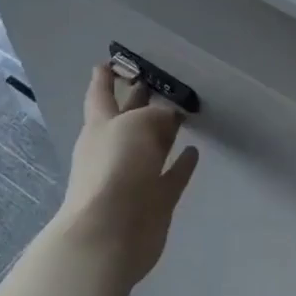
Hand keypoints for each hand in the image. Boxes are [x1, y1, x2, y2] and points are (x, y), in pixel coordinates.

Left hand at [51, 63, 200, 289]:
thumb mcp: (135, 126)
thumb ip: (156, 116)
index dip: (104, 78)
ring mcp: (134, 177)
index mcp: (100, 126)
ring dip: (164, 132)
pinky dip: (181, 165)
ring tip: (183, 113)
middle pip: (128, 119)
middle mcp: (114, 149)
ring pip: (151, 147)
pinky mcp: (154, 201)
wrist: (109, 234)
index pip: (100, 95)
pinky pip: (171, 177)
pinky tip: (194, 152)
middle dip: (138, 100)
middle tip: (157, 81)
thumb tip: (169, 117)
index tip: (108, 62)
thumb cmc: (115, 169)